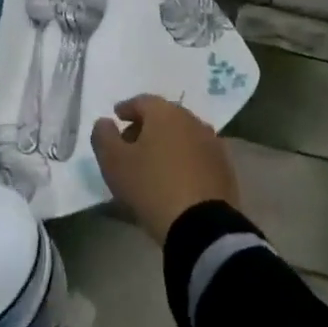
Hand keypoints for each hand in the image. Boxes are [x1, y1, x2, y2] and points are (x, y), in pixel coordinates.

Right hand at [91, 94, 237, 244]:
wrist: (201, 225)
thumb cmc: (151, 186)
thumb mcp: (113, 162)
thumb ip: (103, 136)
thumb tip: (105, 122)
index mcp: (165, 113)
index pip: (142, 101)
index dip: (126, 109)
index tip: (116, 118)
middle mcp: (192, 121)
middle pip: (164, 117)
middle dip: (146, 126)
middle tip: (131, 143)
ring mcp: (212, 144)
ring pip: (183, 136)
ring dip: (167, 143)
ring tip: (153, 163)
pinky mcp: (224, 168)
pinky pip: (197, 156)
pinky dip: (183, 160)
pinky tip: (175, 177)